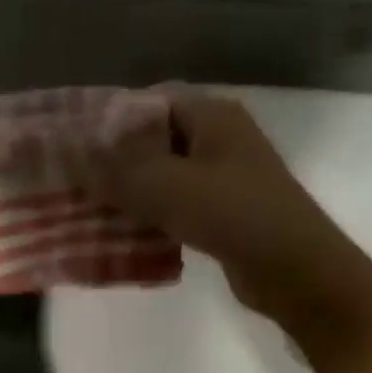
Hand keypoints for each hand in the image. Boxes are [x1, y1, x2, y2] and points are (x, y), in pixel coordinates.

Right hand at [84, 91, 371, 345]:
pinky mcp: (224, 214)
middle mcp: (219, 139)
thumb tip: (75, 158)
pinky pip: (177, 207)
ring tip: (90, 212)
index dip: (110, 121)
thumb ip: (117, 171)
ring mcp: (224, 178)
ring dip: (131, 194)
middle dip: (115, 163)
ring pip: (164, 177)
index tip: (74, 146)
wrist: (297, 270)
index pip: (150, 102)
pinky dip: (151, 217)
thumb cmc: (234, 216)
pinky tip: (124, 236)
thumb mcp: (167, 188)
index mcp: (212, 115)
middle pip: (155, 141)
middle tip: (76, 183)